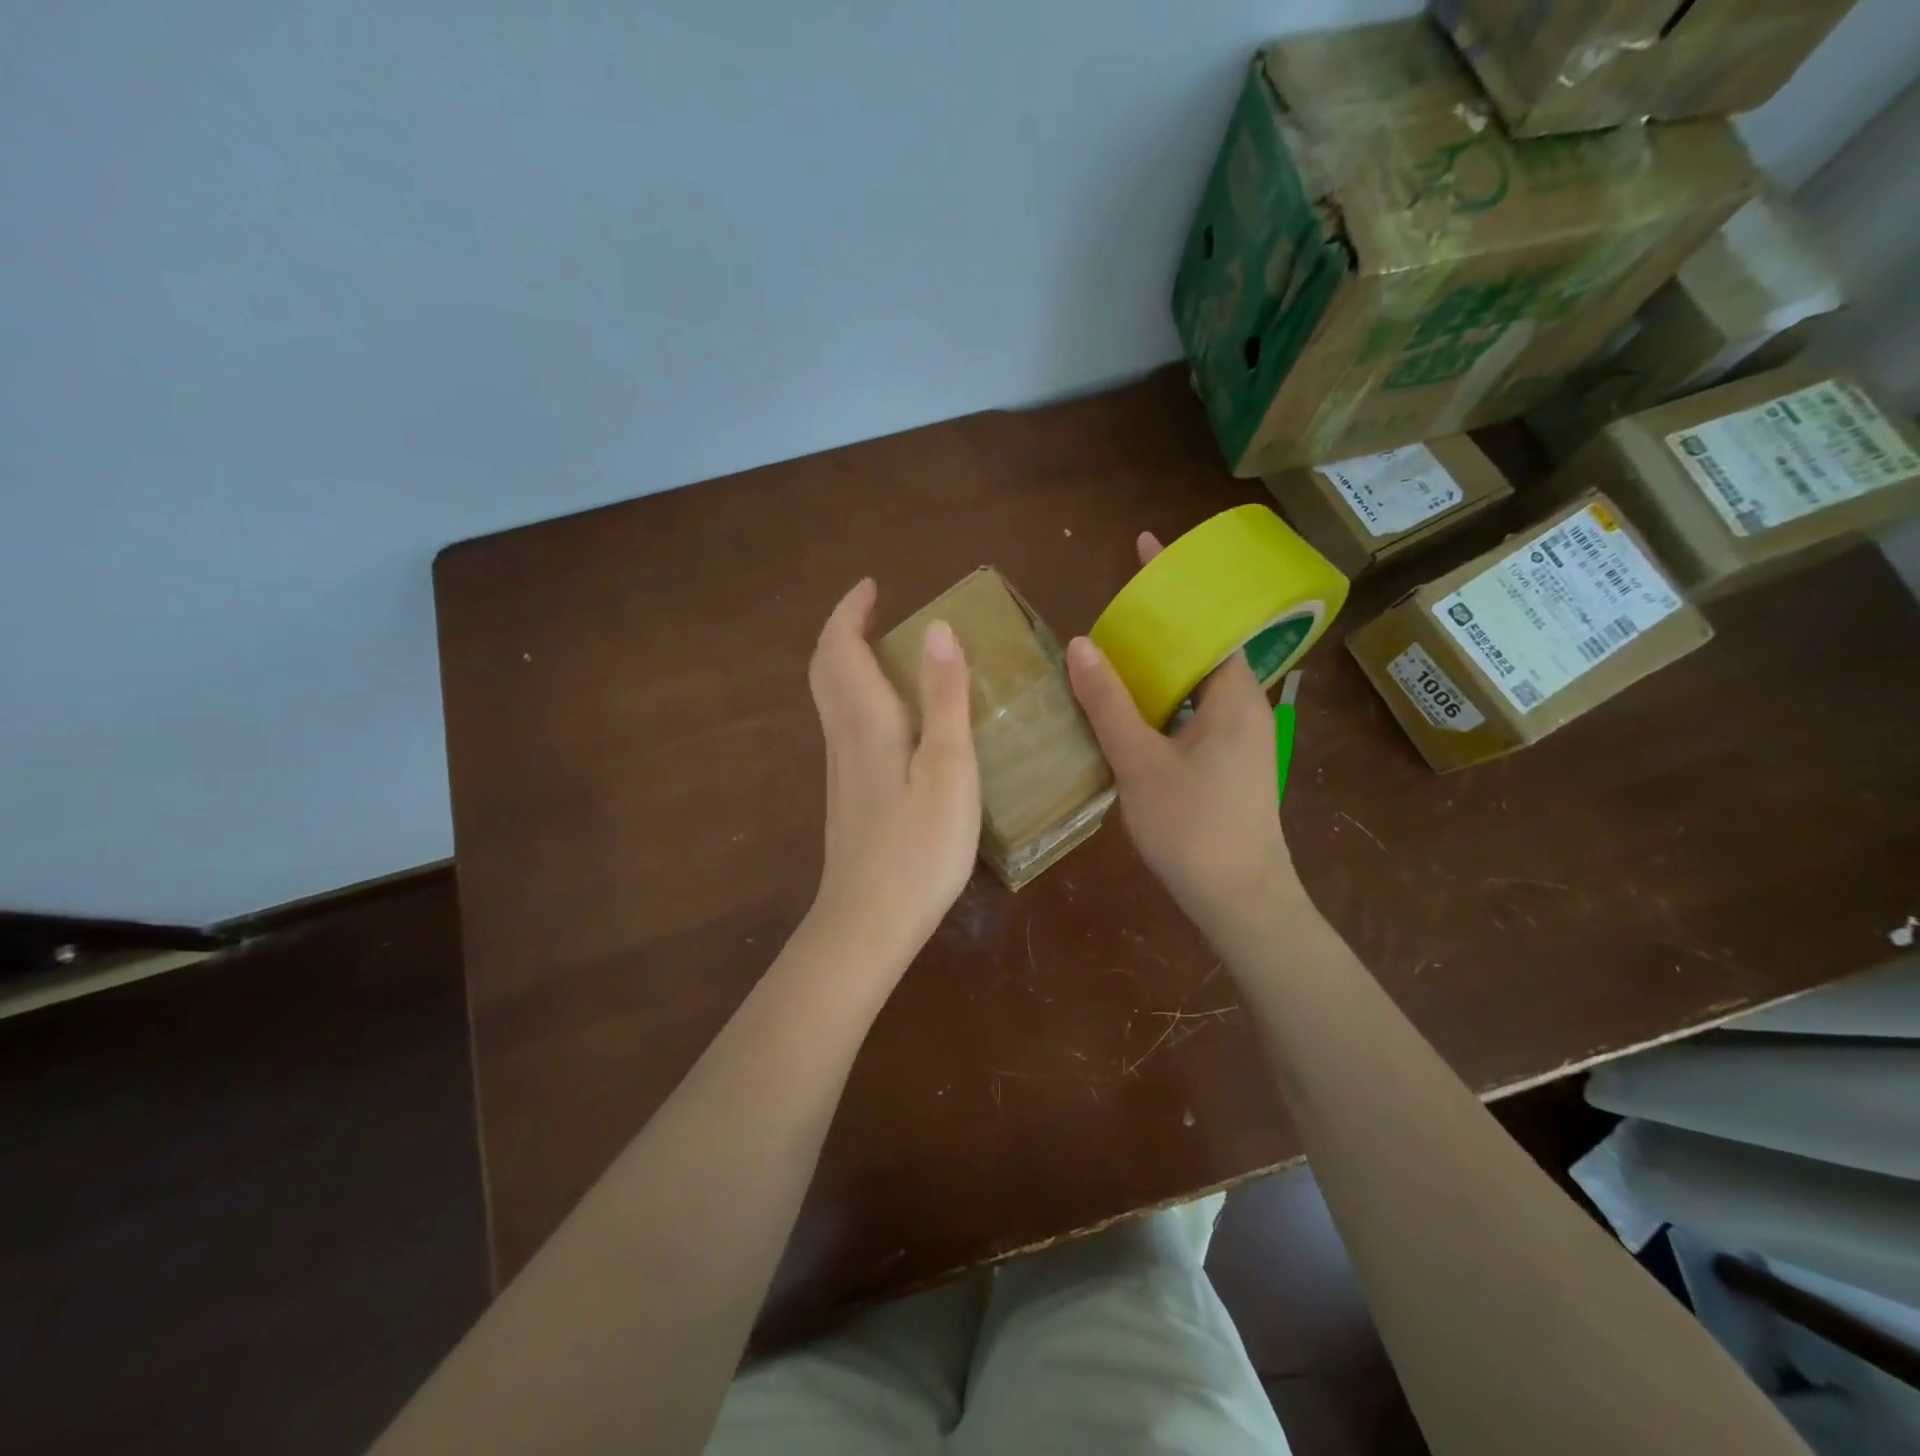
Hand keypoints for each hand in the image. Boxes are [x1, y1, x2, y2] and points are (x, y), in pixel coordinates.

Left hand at [805, 578, 981, 966]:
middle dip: (843, 631)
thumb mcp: (948, 767)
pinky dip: (858, 696)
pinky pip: (844, 725)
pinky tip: (891, 716)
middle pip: (825, 668)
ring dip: (847, 662)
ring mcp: (841, 768)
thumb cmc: (918, 845)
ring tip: (887, 652)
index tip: (873, 585)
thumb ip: (945, 698)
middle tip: (875, 612)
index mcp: (866, 720)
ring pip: (830, 698)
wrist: (869, 921)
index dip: (850, 611)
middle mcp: (844, 736)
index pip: (841, 647)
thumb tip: (938, 629)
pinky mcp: (848, 794)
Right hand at [1066, 532, 1301, 924]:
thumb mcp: (1141, 763)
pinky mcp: (1228, 766)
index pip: (1209, 619)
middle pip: (1202, 648)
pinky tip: (1127, 711)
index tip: (1147, 547)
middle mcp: (1244, 709)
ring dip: (1159, 665)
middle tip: (1113, 606)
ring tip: (1111, 652)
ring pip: (1195, 685)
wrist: (1240, 902)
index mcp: (1234, 696)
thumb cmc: (1194, 828)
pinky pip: (1192, 714)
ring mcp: (1239, 740)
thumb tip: (1082, 645)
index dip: (1180, 583)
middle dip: (1163, 622)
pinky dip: (1161, 701)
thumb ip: (1109, 704)